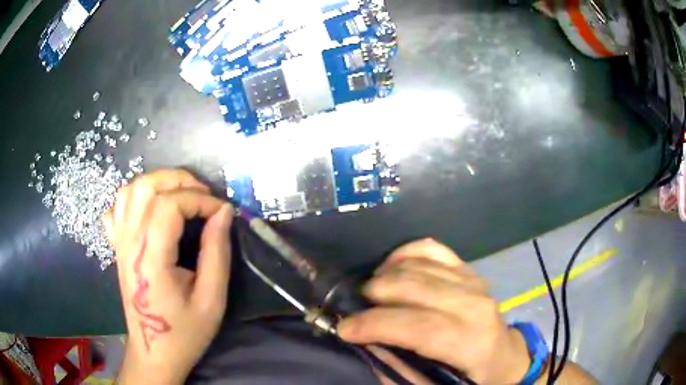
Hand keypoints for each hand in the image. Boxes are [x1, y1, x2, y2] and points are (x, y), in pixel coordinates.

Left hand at [104, 169, 232, 383]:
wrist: (154, 351)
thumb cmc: (184, 332)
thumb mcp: (211, 299)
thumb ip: (217, 253)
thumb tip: (224, 213)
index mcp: (151, 259)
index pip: (169, 205)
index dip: (199, 199)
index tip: (222, 211)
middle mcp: (129, 244)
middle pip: (146, 187)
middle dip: (179, 180)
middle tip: (203, 195)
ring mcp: (119, 243)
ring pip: (129, 190)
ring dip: (157, 183)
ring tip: (180, 195)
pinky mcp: (117, 247)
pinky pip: (117, 208)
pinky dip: (134, 198)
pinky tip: (150, 210)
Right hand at [337, 239, 530, 384]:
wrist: (504, 356)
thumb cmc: (471, 377)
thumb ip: (399, 370)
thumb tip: (367, 344)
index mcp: (469, 341)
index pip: (417, 326)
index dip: (374, 325)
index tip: (344, 328)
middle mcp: (473, 305)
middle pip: (413, 287)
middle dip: (373, 296)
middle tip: (355, 310)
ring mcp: (472, 281)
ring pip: (417, 264)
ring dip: (384, 276)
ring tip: (370, 294)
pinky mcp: (468, 269)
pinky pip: (431, 248)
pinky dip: (404, 253)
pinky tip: (390, 267)